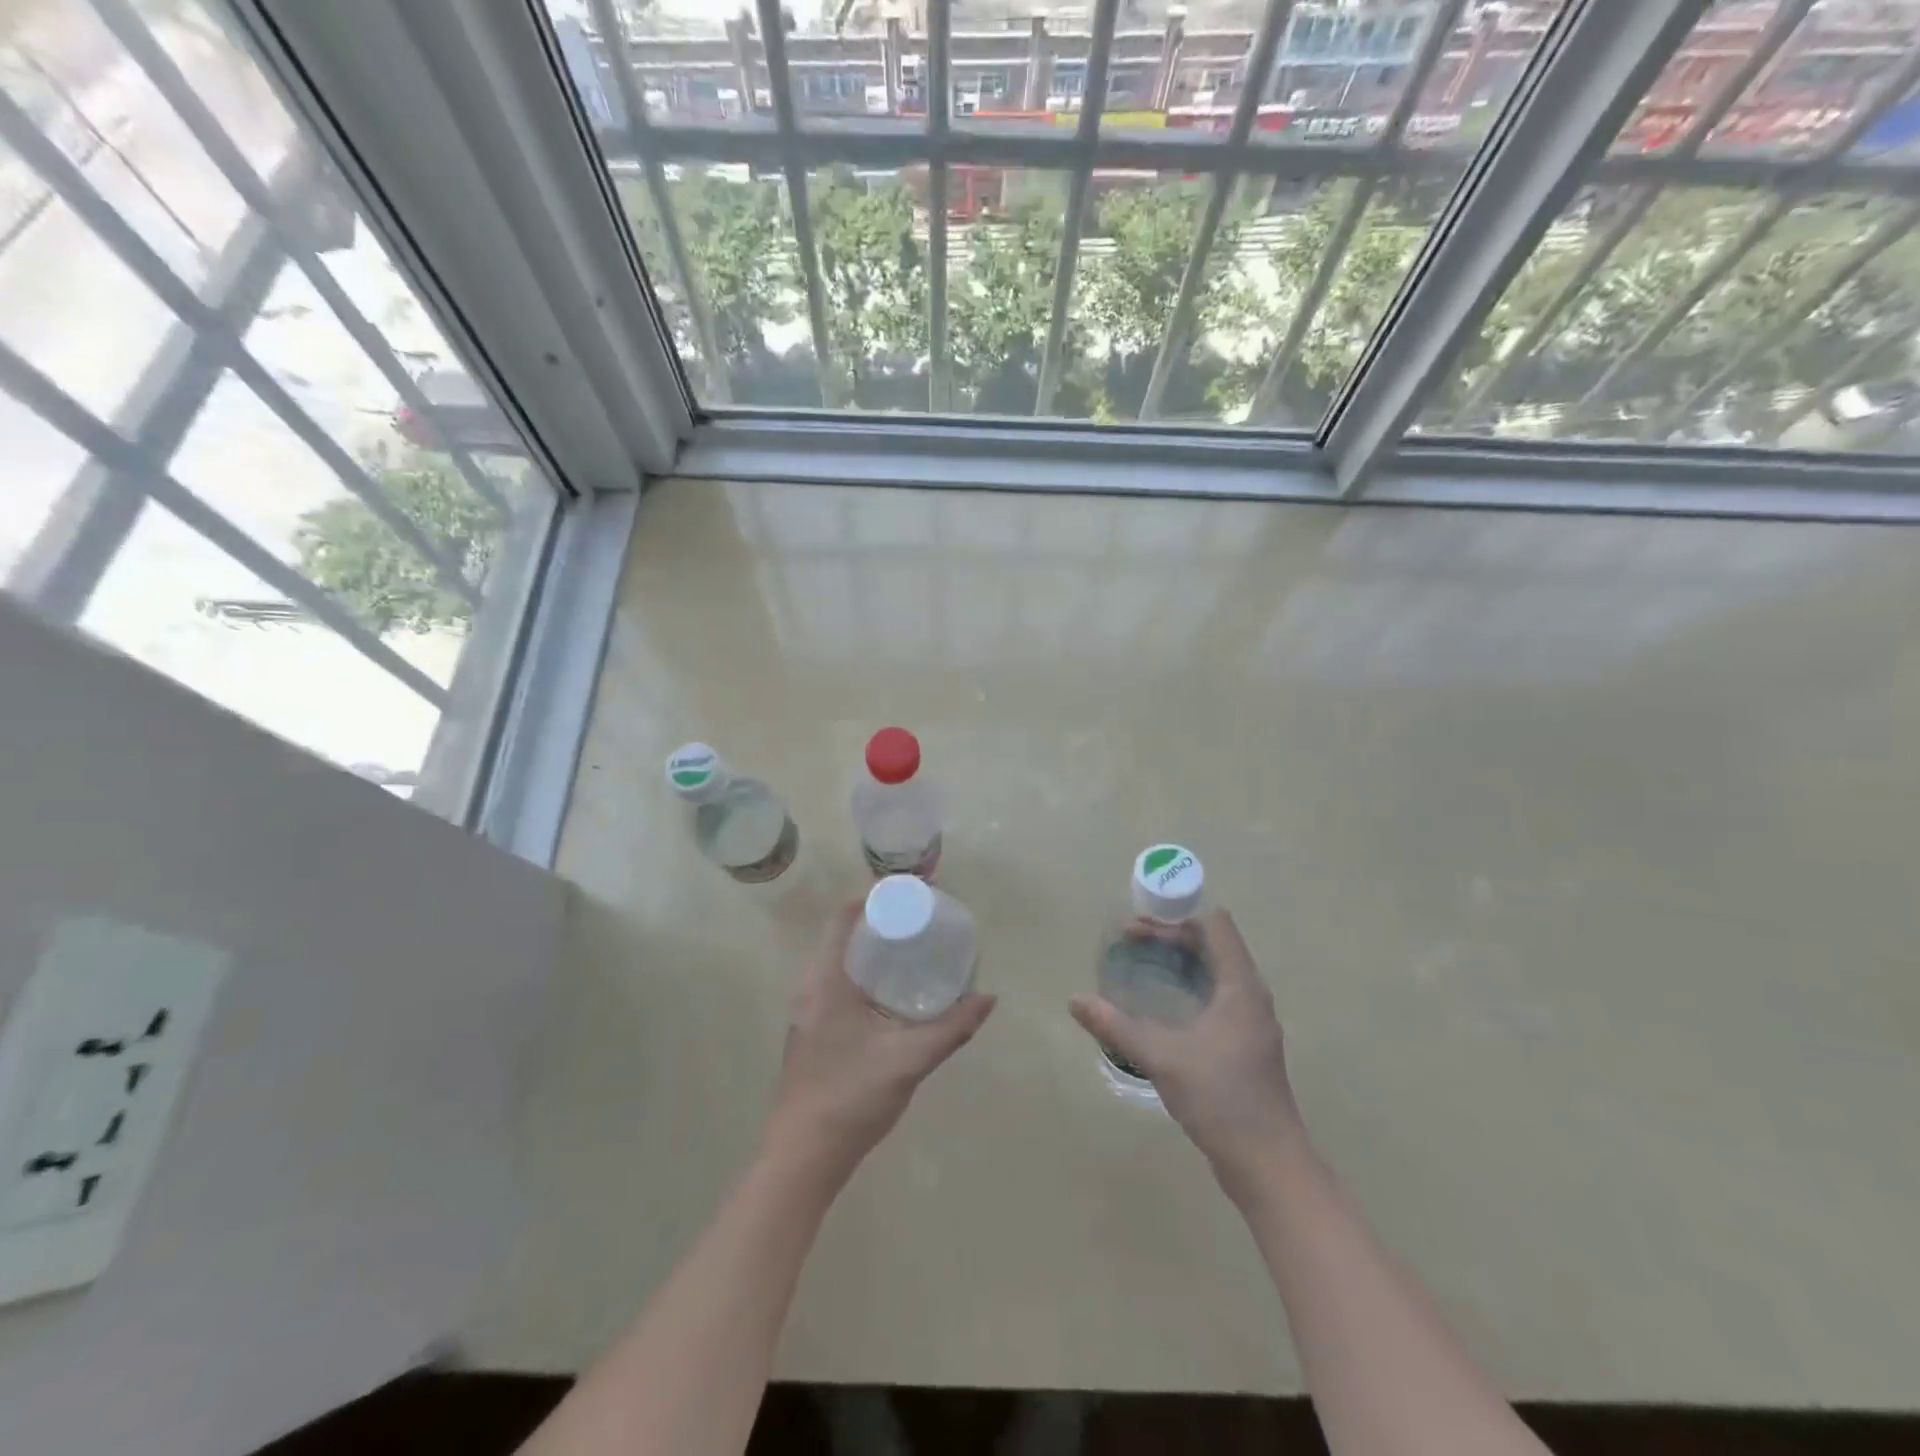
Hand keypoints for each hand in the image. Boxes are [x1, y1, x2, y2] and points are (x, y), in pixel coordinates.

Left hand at [764, 900, 995, 1182]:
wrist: (802, 1157)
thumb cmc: (850, 1097)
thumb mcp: (908, 1060)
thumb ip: (952, 1028)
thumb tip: (988, 998)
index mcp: (826, 981)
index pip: (844, 918)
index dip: (875, 898)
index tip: (911, 895)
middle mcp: (810, 987)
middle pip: (843, 936)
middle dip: (881, 922)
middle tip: (922, 922)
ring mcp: (807, 1011)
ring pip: (840, 962)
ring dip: (872, 950)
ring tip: (913, 950)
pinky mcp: (811, 1031)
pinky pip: (838, 984)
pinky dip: (865, 974)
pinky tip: (893, 993)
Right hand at [1070, 909, 1304, 1187]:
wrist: (1268, 1165)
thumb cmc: (1221, 1099)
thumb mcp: (1162, 1058)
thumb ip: (1116, 1026)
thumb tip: (1075, 1000)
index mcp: (1240, 986)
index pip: (1214, 925)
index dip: (1176, 917)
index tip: (1138, 928)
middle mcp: (1251, 996)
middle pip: (1212, 944)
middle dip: (1170, 938)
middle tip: (1127, 944)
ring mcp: (1251, 1022)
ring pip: (1214, 972)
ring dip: (1178, 963)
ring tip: (1138, 967)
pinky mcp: (1245, 1045)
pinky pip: (1216, 997)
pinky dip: (1187, 987)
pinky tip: (1160, 1008)